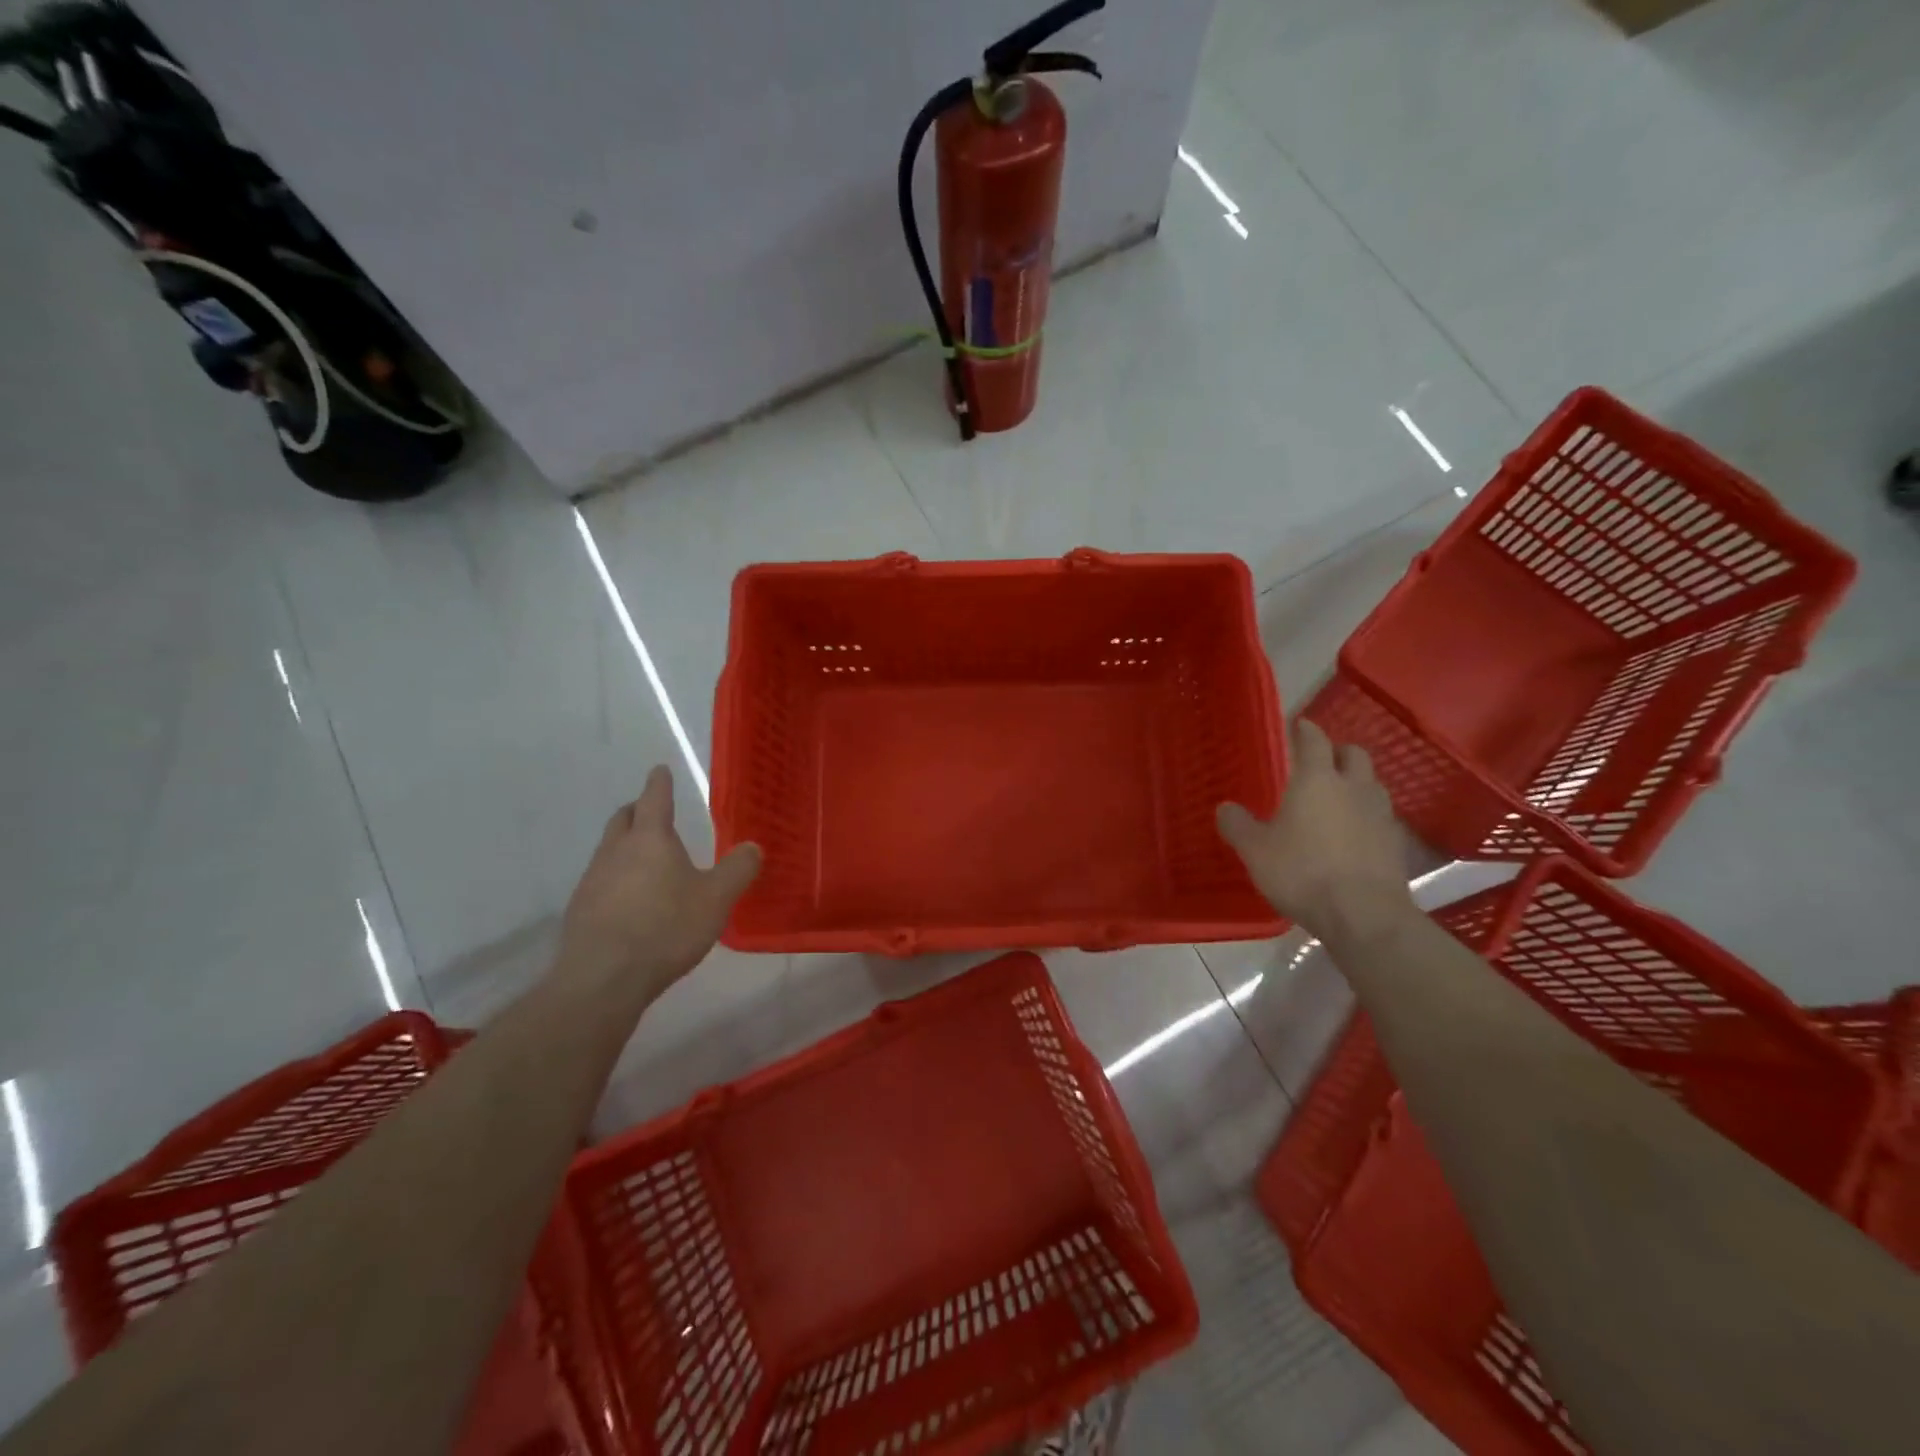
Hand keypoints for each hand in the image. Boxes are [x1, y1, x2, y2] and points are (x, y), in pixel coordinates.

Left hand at [555, 766, 760, 1003]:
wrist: (602, 979)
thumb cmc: (665, 929)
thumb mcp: (716, 899)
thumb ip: (738, 870)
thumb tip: (753, 846)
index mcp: (650, 839)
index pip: (654, 798)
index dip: (659, 783)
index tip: (660, 770)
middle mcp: (616, 851)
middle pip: (623, 818)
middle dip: (637, 810)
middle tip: (652, 812)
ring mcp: (592, 880)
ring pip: (609, 850)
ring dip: (625, 846)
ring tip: (647, 861)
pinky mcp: (580, 910)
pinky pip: (601, 881)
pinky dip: (616, 878)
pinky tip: (631, 902)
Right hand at [1216, 719, 1414, 944]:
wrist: (1363, 914)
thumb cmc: (1302, 872)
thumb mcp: (1255, 850)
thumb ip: (1238, 825)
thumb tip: (1225, 808)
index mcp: (1317, 780)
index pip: (1314, 740)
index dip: (1305, 730)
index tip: (1298, 725)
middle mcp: (1353, 788)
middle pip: (1354, 755)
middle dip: (1338, 752)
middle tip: (1321, 761)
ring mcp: (1381, 815)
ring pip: (1371, 784)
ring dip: (1356, 784)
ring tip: (1338, 799)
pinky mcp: (1396, 844)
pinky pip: (1381, 817)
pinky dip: (1367, 817)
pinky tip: (1354, 835)